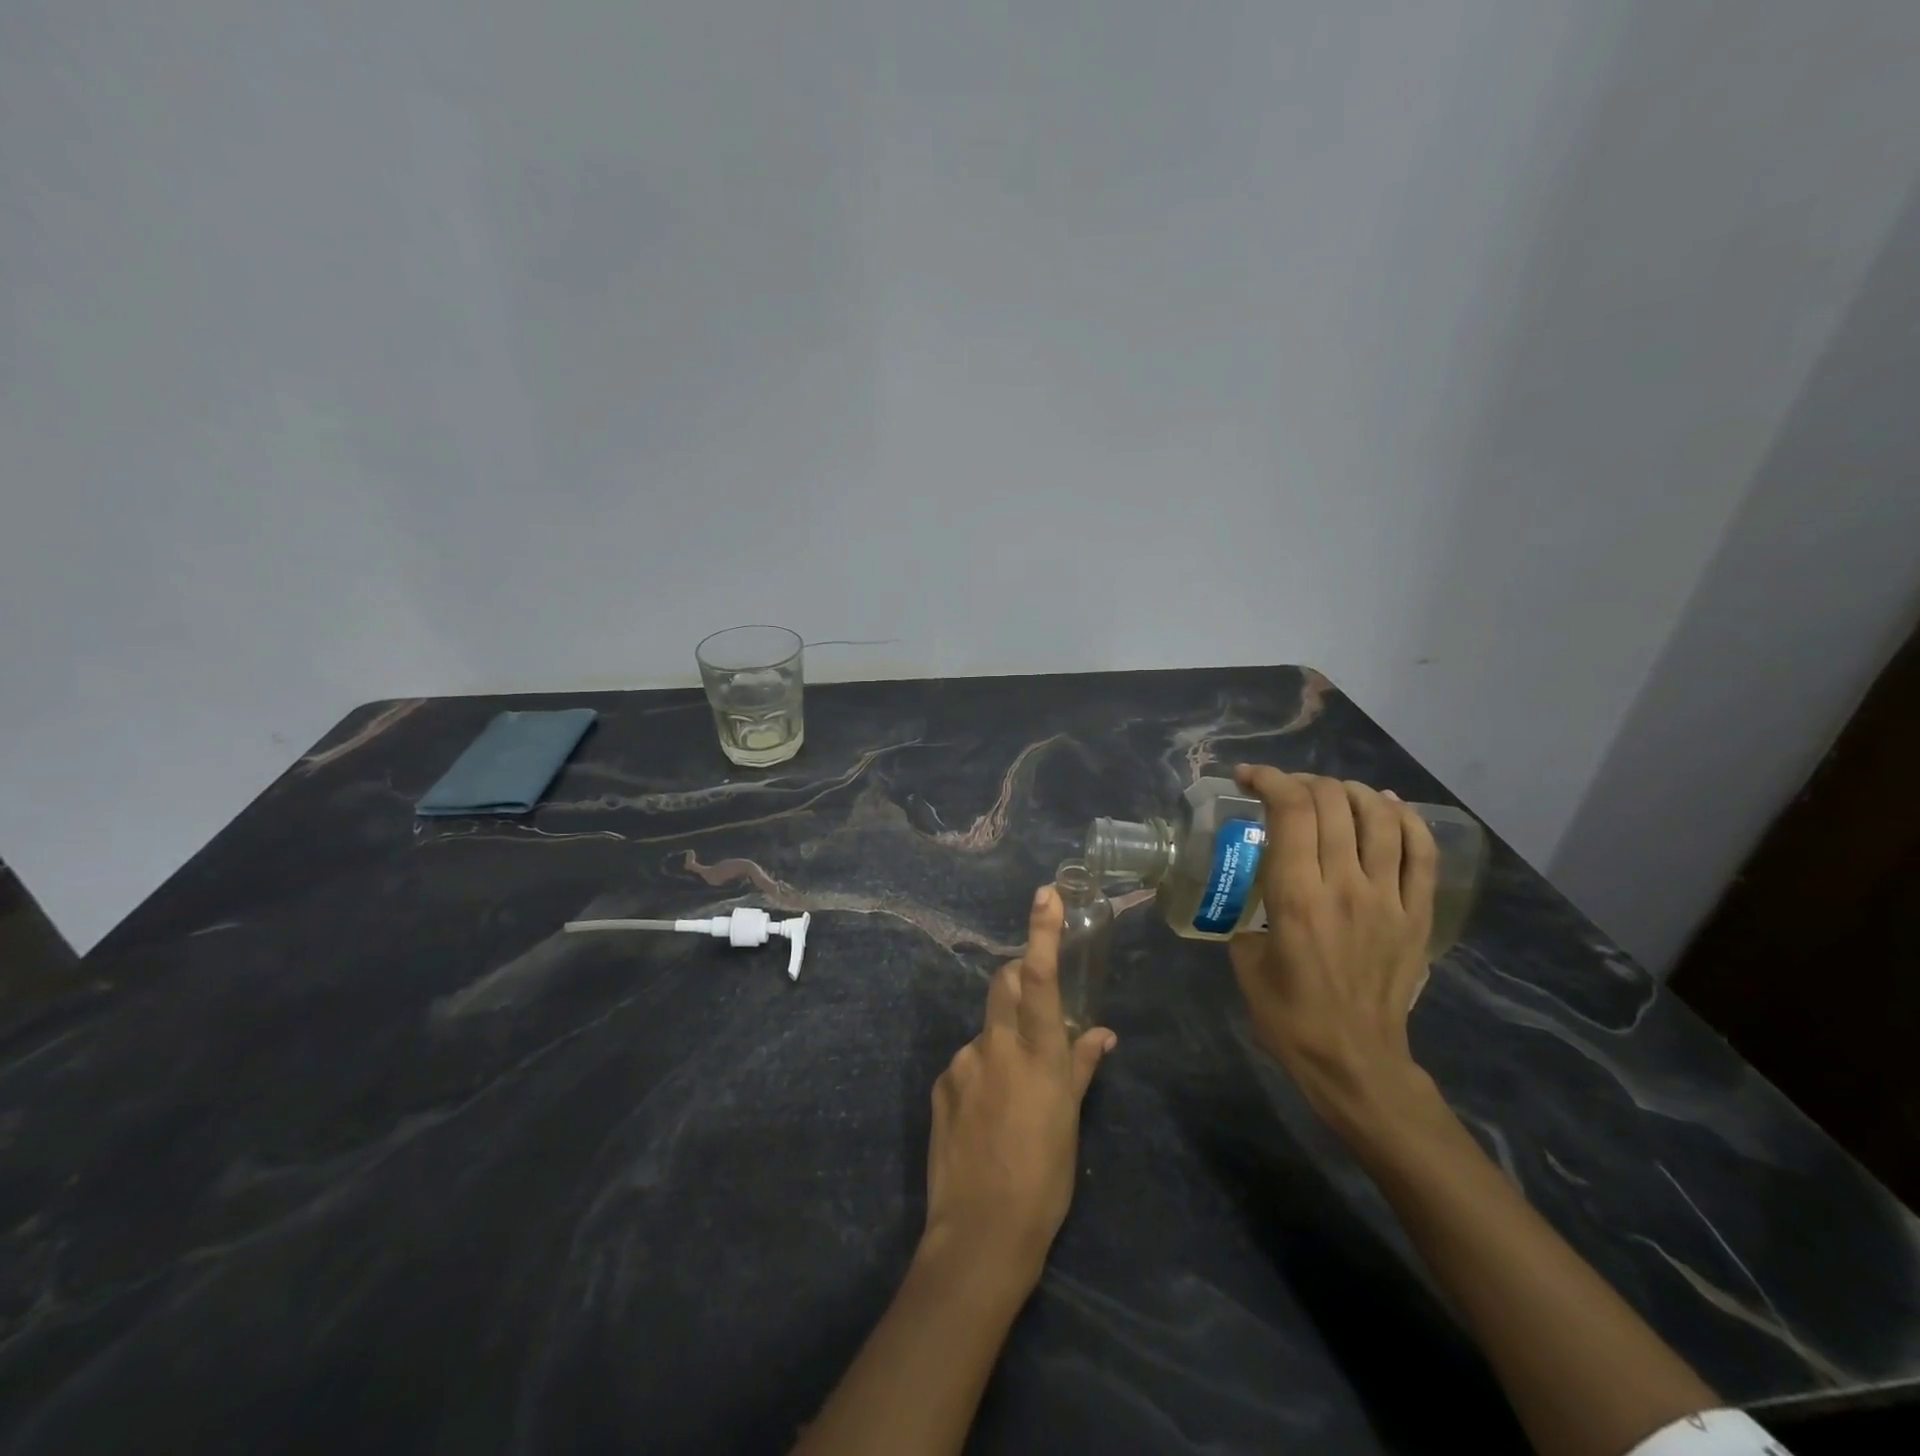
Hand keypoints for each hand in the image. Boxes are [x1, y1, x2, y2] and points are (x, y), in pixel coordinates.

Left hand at [924, 885, 1116, 1293]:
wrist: (979, 1232)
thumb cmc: (1043, 1178)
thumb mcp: (1071, 1121)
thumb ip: (1082, 1067)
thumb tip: (1100, 1033)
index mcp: (1036, 1053)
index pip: (1039, 977)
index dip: (1041, 932)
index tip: (1044, 894)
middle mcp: (994, 1046)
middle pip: (1003, 984)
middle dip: (1019, 978)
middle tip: (1038, 1006)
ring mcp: (961, 1063)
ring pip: (987, 1029)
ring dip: (1003, 1040)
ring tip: (1015, 1093)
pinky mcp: (941, 1085)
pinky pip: (967, 1062)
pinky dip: (982, 1072)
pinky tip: (989, 1114)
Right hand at [1226, 768, 1438, 1131]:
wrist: (1355, 1061)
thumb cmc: (1288, 1016)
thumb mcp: (1245, 960)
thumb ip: (1247, 914)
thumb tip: (1252, 887)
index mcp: (1296, 897)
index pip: (1291, 811)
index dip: (1269, 780)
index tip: (1248, 778)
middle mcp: (1345, 886)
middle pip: (1333, 803)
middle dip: (1303, 782)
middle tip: (1283, 792)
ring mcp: (1388, 898)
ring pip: (1380, 817)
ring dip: (1351, 791)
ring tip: (1331, 792)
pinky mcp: (1417, 914)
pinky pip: (1420, 851)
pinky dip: (1405, 818)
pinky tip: (1386, 806)